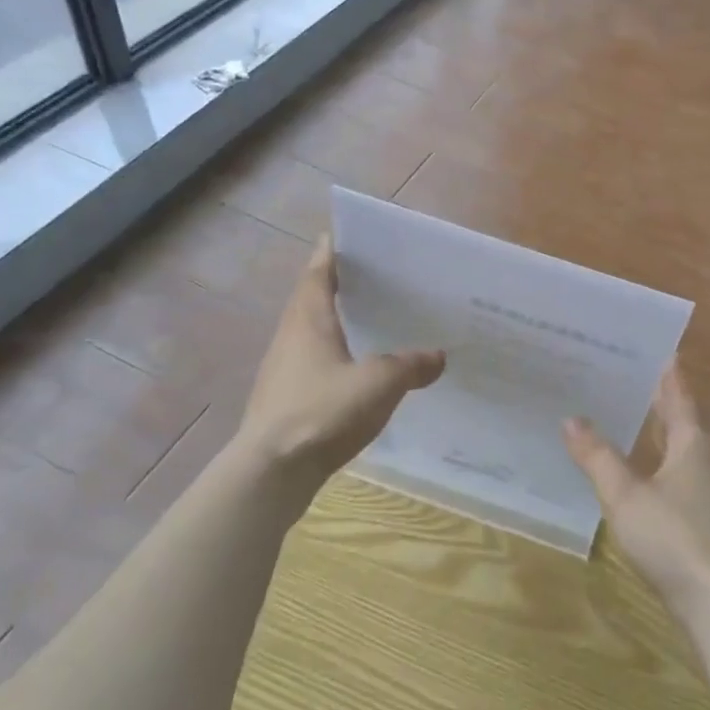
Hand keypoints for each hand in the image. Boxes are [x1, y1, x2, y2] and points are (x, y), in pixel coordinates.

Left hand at [240, 234, 444, 498]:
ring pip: (310, 334)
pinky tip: (356, 371)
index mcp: (308, 321)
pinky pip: (312, 364)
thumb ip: (410, 365)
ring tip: (367, 319)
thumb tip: (438, 356)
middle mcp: (290, 339)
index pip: (318, 274)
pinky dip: (333, 356)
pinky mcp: (284, 402)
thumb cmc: (322, 412)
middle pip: (311, 300)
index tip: (341, 235)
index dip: (330, 253)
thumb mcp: (379, 383)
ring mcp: (283, 372)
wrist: (270, 474)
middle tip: (368, 276)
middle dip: (335, 285)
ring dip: (334, 322)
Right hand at [564, 363, 709, 621]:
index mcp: (691, 442)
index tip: (643, 343)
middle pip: (678, 417)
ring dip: (652, 429)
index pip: (676, 391)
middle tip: (617, 374)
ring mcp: (707, 490)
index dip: (662, 367)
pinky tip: (633, 472)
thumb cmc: (674, 538)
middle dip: (651, 396)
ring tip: (619, 415)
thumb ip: (598, 457)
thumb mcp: (626, 496)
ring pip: (676, 446)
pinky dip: (654, 461)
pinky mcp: (703, 518)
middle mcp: (704, 458)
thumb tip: (571, 419)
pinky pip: (675, 474)